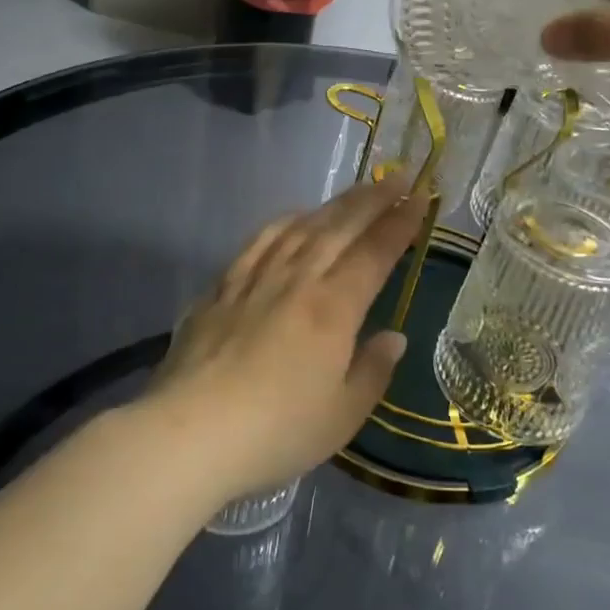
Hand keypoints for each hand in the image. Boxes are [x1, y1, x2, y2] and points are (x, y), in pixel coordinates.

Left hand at [147, 175, 426, 501]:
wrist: (189, 433)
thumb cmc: (276, 431)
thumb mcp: (342, 416)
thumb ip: (373, 370)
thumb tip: (394, 337)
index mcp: (333, 309)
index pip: (374, 253)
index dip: (400, 224)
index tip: (420, 198)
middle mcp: (297, 280)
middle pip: (340, 228)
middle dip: (373, 200)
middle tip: (397, 176)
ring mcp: (255, 279)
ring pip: (302, 227)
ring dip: (333, 204)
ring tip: (355, 190)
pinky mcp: (222, 287)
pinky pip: (259, 241)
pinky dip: (284, 221)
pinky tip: (293, 217)